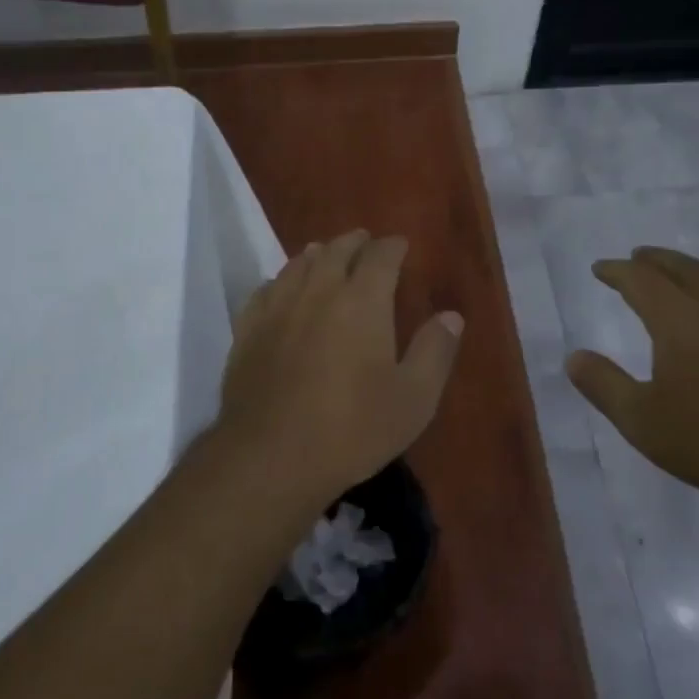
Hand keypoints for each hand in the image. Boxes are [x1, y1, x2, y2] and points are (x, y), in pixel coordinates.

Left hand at [218, 230, 463, 508]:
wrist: (271, 456)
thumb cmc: (352, 429)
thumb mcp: (413, 399)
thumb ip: (435, 352)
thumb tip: (451, 316)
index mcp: (362, 301)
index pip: (380, 256)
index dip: (392, 246)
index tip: (400, 245)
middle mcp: (318, 291)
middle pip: (336, 251)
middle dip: (354, 242)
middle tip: (364, 242)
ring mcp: (278, 308)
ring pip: (298, 264)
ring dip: (318, 254)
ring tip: (325, 254)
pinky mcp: (248, 330)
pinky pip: (266, 289)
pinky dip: (281, 280)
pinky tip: (282, 288)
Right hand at [566, 247, 698, 513]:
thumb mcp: (643, 422)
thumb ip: (604, 385)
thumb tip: (573, 357)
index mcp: (682, 319)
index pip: (641, 280)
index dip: (618, 271)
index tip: (601, 268)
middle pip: (687, 268)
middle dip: (658, 260)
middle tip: (641, 257)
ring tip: (696, 277)